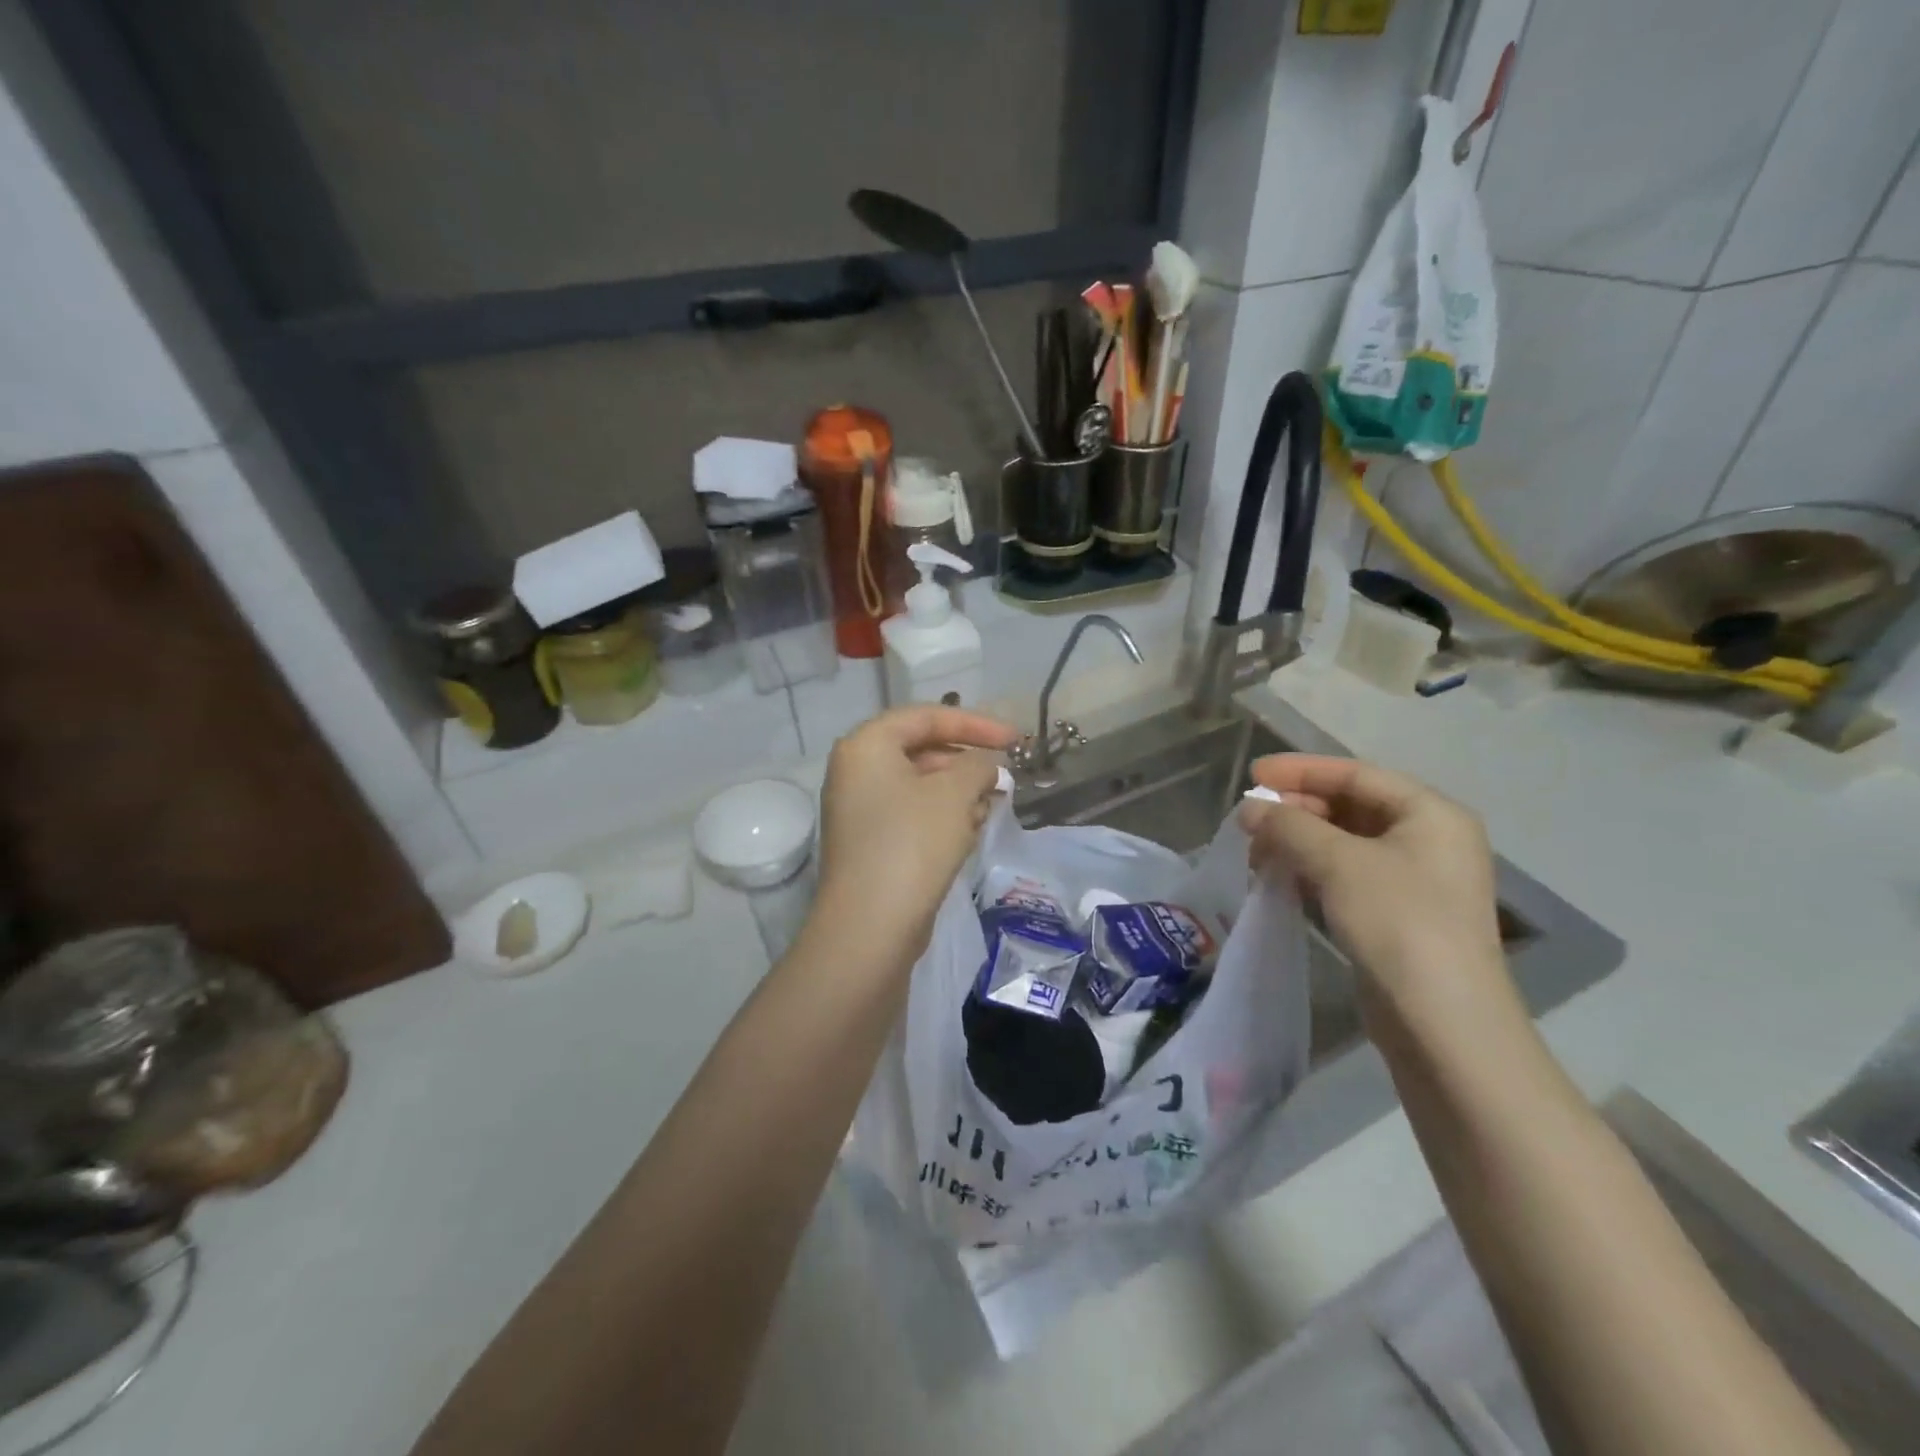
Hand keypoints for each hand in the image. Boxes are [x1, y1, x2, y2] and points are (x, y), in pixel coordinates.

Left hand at [814, 706, 1019, 956]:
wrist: (871, 926)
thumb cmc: (912, 843)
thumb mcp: (955, 793)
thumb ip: (979, 765)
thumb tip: (987, 765)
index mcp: (867, 746)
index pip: (926, 716)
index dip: (975, 723)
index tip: (1015, 739)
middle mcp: (856, 771)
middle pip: (922, 749)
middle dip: (968, 761)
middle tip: (1006, 775)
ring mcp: (860, 809)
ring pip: (920, 785)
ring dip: (960, 790)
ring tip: (994, 803)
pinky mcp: (871, 843)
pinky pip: (913, 814)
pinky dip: (944, 815)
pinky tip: (973, 828)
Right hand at [1240, 754, 1508, 1012]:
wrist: (1443, 1022)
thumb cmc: (1398, 922)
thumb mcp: (1338, 863)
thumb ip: (1289, 826)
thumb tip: (1250, 808)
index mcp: (1430, 814)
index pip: (1356, 774)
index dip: (1301, 770)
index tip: (1252, 774)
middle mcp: (1429, 839)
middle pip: (1351, 806)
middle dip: (1297, 809)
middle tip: (1250, 819)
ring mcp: (1415, 880)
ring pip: (1345, 843)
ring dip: (1299, 840)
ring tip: (1256, 851)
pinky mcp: (1397, 914)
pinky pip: (1347, 875)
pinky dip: (1311, 869)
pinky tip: (1280, 877)